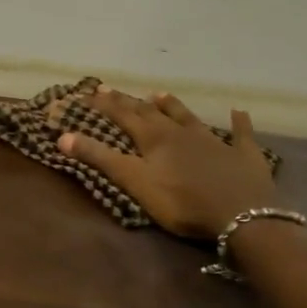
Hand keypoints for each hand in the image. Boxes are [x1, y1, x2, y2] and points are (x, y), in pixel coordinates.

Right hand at [55, 89, 278, 238]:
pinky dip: (238, 123)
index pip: (123, 116)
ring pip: (189, 117)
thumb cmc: (182, 202)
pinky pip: (240, 134)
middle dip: (129, 102)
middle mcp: (182, 133)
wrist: (242, 217)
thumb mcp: (134, 182)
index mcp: (154, 139)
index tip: (87, 92)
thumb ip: (100, 158)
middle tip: (111, 90)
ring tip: (160, 94)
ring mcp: (215, 141)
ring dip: (173, 106)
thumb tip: (62, 136)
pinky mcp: (243, 155)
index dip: (104, 105)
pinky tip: (239, 112)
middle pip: (151, 113)